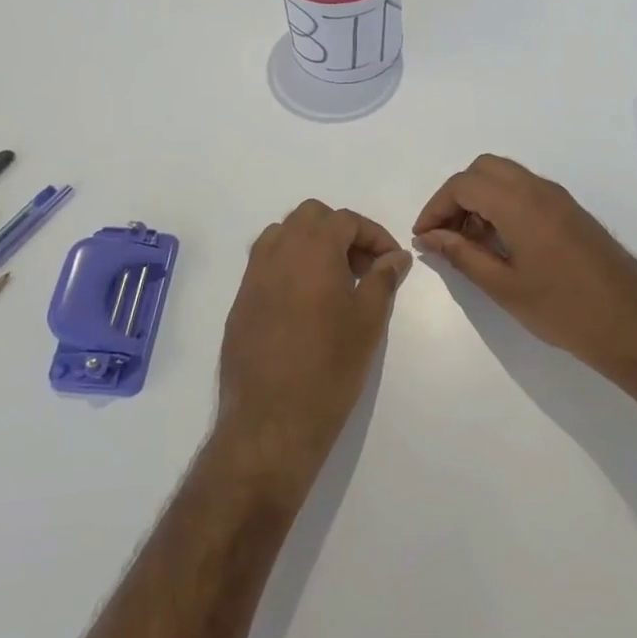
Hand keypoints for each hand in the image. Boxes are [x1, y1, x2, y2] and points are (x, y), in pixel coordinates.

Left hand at [217, 200, 411, 476]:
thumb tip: (395, 257)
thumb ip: (383, 279)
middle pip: (310, 217)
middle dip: (341, 232)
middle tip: (362, 268)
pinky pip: (266, 265)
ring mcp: (253, 276)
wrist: (272, 420)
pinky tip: (307, 305)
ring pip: (283, 235)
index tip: (391, 263)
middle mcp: (277, 252)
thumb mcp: (369, 320)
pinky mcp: (240, 302)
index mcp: (312, 249)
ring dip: (311, 245)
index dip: (374, 235)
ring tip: (334, 282)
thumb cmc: (330, 366)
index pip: (346, 220)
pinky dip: (290, 267)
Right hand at [413, 155, 636, 380]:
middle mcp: (540, 189)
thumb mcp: (504, 287)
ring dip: (480, 200)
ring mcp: (560, 199)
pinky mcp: (572, 212)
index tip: (424, 237)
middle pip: (484, 169)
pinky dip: (503, 206)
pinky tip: (500, 245)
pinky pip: (527, 192)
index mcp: (520, 203)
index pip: (463, 184)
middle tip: (446, 235)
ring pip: (507, 178)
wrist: (634, 325)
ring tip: (469, 245)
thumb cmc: (564, 310)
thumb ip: (462, 255)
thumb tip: (430, 237)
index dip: (436, 207)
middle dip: (457, 196)